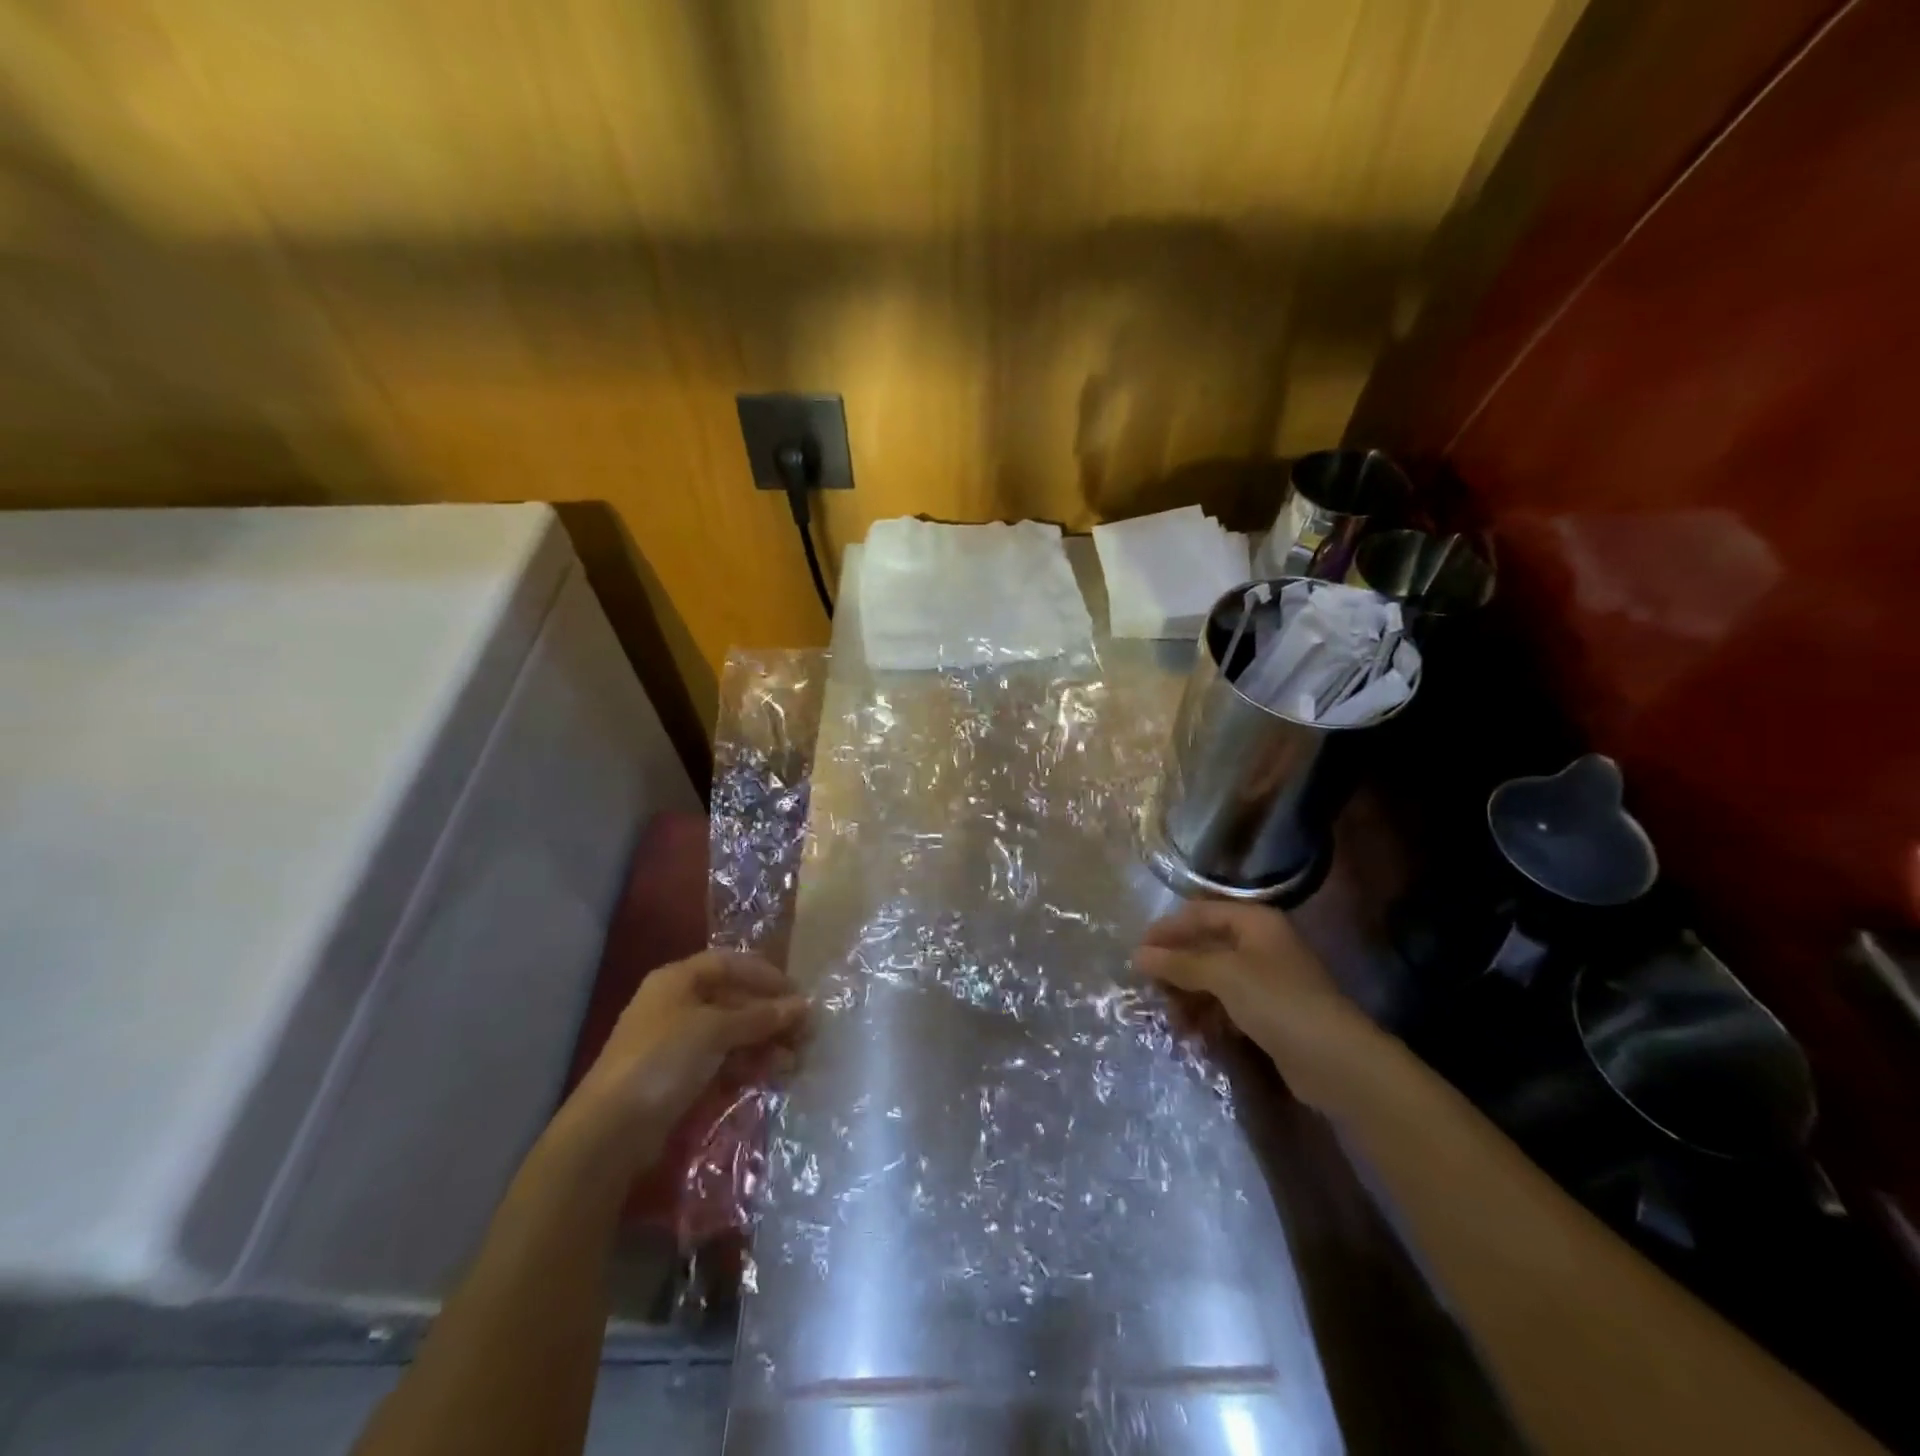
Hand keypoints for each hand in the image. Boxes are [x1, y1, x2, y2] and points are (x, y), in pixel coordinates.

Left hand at [569, 950, 808, 1139]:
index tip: (797, 994)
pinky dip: (747, 1066)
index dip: (765, 975)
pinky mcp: (680, 1078)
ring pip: (731, 1034)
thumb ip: (760, 1016)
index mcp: (678, 980)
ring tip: (792, 1061)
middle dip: (770, 1015)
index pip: (730, 964)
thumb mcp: (715, 1029)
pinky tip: (769, 1077)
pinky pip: (722, 1062)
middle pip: (733, 1000)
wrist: (610, 1132)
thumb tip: (803, 1006)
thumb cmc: (663, 1060)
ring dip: (764, 1044)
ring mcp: (677, 1043)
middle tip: (804, 1034)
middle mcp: (677, 1005)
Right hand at [1132, 901, 1366, 1103]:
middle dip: (1175, 967)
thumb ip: (1179, 963)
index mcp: (1254, 922)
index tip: (1137, 951)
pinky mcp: (1268, 1012)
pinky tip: (1191, 1033)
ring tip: (1168, 1017)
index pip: (1199, 913)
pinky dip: (1207, 1015)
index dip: (1167, 929)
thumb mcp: (1223, 975)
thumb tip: (1137, 955)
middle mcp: (1260, 944)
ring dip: (1187, 995)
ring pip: (1213, 979)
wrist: (1335, 1061)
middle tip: (1148, 987)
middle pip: (1205, 946)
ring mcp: (1266, 979)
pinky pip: (1226, 1005)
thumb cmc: (1277, 1001)